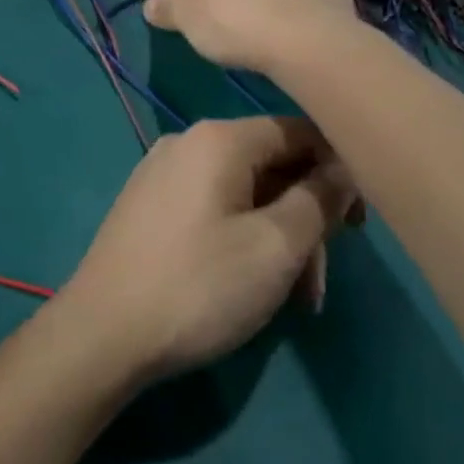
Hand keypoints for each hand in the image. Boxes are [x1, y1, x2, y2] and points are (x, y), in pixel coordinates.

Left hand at [56, 117, 355, 382]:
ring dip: (278, 238)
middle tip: (319, 282)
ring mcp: (162, 173)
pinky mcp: (149, 205)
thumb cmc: (199, 286)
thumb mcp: (276, 246)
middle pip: (271, 165)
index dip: (338, 170)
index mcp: (218, 138)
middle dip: (306, 220)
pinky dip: (243, 238)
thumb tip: (343, 168)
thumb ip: (319, 199)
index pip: (299, 131)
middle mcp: (186, 142)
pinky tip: (250, 283)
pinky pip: (213, 207)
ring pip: (244, 192)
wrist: (103, 332)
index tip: (360, 223)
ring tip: (294, 300)